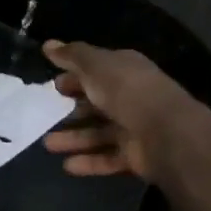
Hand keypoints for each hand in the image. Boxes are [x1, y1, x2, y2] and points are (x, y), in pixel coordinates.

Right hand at [42, 41, 210, 182]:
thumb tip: (48, 44)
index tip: (53, 86)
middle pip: (96, 104)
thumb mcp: (95, 66)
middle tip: (45, 116)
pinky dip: (88, 162)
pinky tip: (67, 166)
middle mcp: (130, 98)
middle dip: (71, 110)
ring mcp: (134, 128)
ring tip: (48, 144)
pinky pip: (107, 158)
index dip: (75, 77)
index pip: (97, 72)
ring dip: (73, 139)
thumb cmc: (127, 91)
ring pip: (98, 133)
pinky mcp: (135, 155)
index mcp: (125, 71)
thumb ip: (71, 56)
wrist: (166, 132)